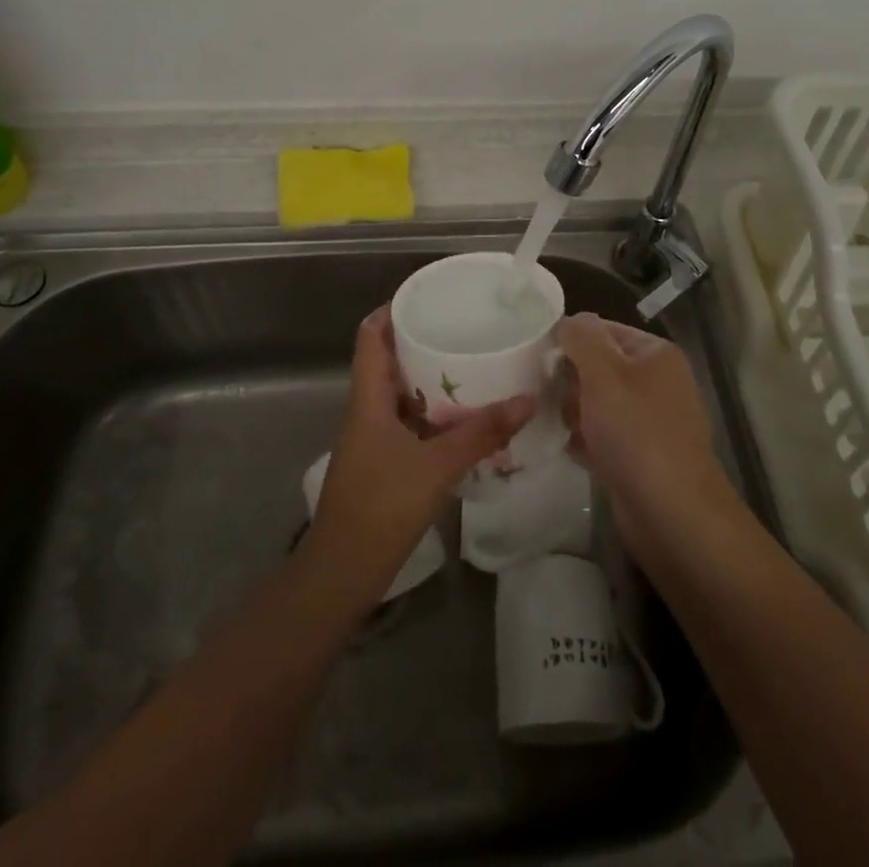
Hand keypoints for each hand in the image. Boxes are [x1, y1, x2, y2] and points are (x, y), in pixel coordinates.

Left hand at [304, 308, 533, 606]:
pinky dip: (433, 413)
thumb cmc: (380, 507)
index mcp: (368, 398)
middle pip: (389, 360)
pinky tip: (464, 419)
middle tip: (463, 330)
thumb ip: (481, 433)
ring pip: (400, 393)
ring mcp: (373, 437)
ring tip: (471, 366)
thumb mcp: (436, 466)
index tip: (428, 297)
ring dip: (429, 379)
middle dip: (421, 342)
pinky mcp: (383, 462)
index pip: (371, 336)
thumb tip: (526, 400)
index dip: (392, 310)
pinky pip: (408, 422)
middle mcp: (367, 409)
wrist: (342, 572)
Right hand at [557, 312, 734, 556]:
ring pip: (598, 404)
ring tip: (555, 425)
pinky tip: (568, 449)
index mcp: (655, 354)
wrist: (673, 515)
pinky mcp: (641, 456)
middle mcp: (657, 382)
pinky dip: (585, 440)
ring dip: (573, 412)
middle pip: (598, 367)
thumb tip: (569, 322)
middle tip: (544, 396)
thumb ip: (582, 337)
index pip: (602, 330)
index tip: (537, 359)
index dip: (569, 340)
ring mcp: (651, 422)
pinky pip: (604, 436)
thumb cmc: (636, 432)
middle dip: (569, 381)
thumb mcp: (603, 372)